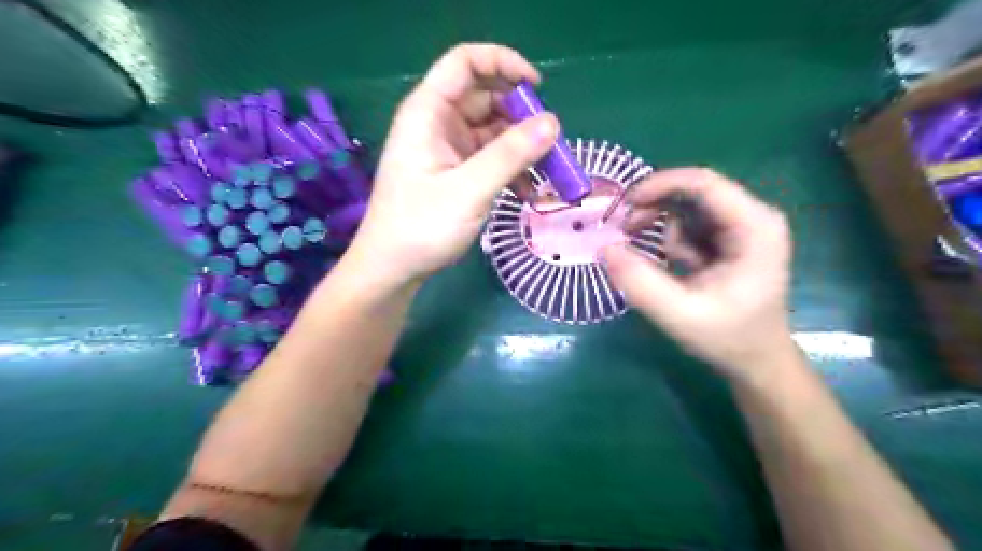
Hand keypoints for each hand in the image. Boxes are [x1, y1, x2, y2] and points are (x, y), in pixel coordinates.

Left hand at [352, 42, 558, 286]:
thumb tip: (552, 123)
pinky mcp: (455, 173)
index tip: (537, 88)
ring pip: (492, 131)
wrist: (393, 269)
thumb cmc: (421, 227)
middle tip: (549, 143)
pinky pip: (490, 158)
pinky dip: (511, 169)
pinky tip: (527, 193)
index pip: (465, 63)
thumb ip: (510, 155)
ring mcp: (447, 149)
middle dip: (521, 116)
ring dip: (521, 148)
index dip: (502, 63)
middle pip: (485, 98)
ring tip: (547, 173)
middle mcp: (438, 123)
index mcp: (428, 113)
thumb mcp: (469, 190)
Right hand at [607, 167, 796, 382]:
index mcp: (754, 227)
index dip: (659, 185)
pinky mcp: (727, 237)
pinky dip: (670, 240)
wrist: (756, 359)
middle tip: (624, 230)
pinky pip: (688, 224)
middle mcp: (752, 217)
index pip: (704, 183)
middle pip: (692, 191)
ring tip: (658, 263)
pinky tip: (675, 267)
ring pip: (686, 207)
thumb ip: (640, 283)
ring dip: (661, 227)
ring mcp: (740, 226)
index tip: (623, 205)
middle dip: (654, 207)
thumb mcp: (679, 315)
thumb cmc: (727, 338)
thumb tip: (604, 249)